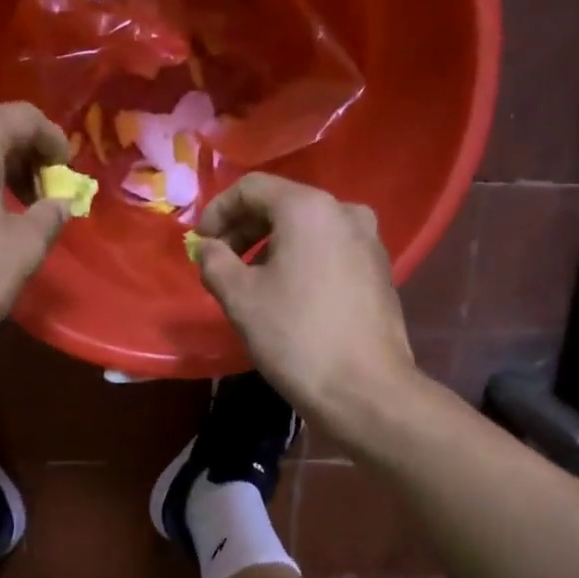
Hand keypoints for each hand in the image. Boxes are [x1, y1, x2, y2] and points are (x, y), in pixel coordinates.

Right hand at [191, 173, 417, 431]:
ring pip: (307, 229)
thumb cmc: (295, 336)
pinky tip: (286, 295)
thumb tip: (206, 247)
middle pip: (282, 205)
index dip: (217, 211)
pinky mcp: (378, 270)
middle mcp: (344, 211)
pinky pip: (329, 250)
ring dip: (270, 247)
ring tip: (249, 283)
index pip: (252, 188)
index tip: (200, 244)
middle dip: (244, 230)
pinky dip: (300, 261)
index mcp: (309, 208)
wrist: (364, 389)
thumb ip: (214, 261)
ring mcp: (368, 241)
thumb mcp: (239, 297)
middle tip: (220, 263)